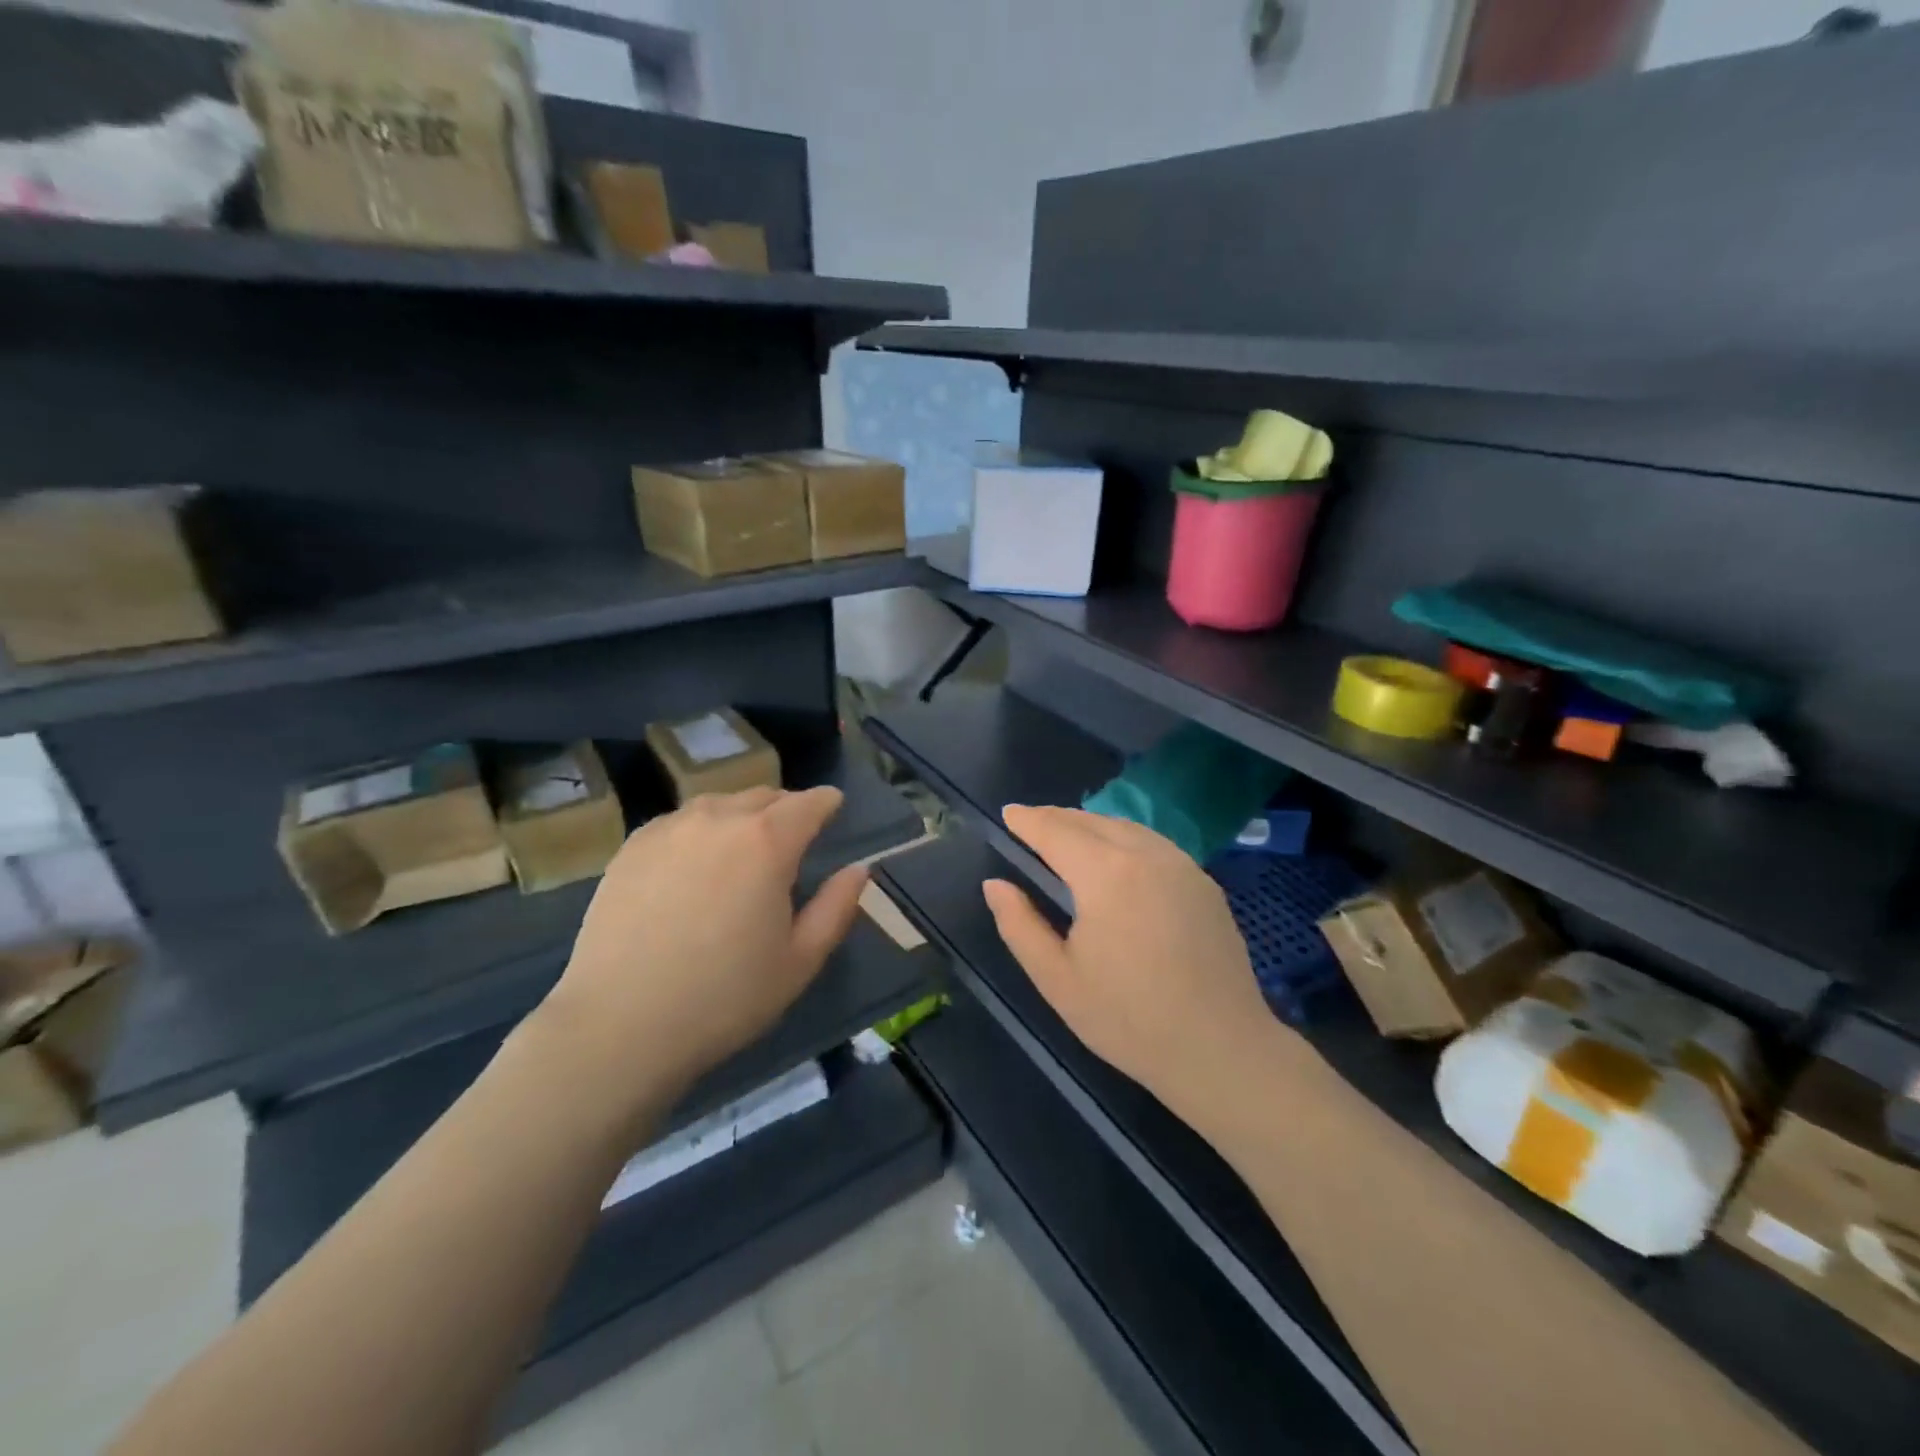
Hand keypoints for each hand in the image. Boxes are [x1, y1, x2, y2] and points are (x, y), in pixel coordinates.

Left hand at [537, 787, 868, 1115]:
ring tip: (743, 847)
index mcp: (767, 841)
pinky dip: (700, 829)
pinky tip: (695, 862)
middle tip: (792, 836)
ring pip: (719, 804)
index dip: (826, 803)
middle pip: (764, 796)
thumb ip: (837, 907)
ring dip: (741, 815)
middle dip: (786, 808)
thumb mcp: (800, 961)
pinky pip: (680, 821)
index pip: (808, 803)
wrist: (620, 1026)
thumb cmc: (725, 997)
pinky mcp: (632, 847)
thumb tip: (858, 870)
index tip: (833, 808)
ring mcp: (669, 829)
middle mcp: (719, 819)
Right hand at [983, 805, 1287, 1123]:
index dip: (1028, 820)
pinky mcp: (1204, 883)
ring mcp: (1182, 865)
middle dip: (1057, 818)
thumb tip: (995, 885)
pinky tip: (1117, 858)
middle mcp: (1146, 855)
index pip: (1056, 831)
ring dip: (1091, 825)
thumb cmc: (1129, 1019)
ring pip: (1126, 828)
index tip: (1007, 813)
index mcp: (1105, 875)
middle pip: (1092, 821)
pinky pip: (1154, 844)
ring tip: (1068, 836)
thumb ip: (1020, 925)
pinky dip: (1124, 838)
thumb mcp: (1057, 979)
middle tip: (1031, 823)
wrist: (1222, 1049)